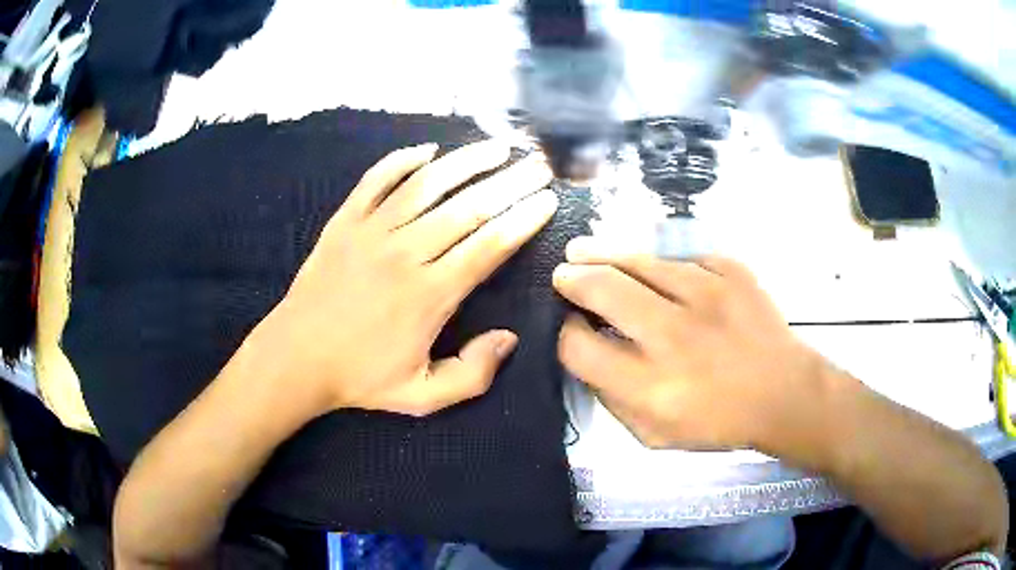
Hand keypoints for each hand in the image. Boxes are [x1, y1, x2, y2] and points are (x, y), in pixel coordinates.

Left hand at [256, 141, 556, 416]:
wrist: (295, 358)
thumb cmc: (359, 377)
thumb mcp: (422, 396)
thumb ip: (472, 373)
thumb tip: (509, 338)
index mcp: (430, 294)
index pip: (489, 245)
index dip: (523, 219)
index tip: (547, 200)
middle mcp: (406, 253)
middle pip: (468, 207)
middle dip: (511, 183)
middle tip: (539, 166)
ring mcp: (372, 231)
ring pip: (428, 184)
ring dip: (467, 162)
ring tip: (498, 147)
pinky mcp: (344, 221)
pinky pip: (376, 180)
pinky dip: (402, 160)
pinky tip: (427, 150)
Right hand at [552, 237, 828, 453]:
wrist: (785, 393)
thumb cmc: (718, 423)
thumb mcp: (653, 435)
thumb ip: (611, 399)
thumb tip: (586, 355)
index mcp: (649, 385)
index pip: (578, 345)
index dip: (563, 332)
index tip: (569, 324)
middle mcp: (673, 336)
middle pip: (601, 289)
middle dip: (572, 278)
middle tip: (562, 274)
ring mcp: (706, 295)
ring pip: (639, 261)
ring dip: (604, 255)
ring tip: (584, 251)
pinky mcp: (731, 271)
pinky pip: (682, 259)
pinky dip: (663, 267)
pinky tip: (659, 274)